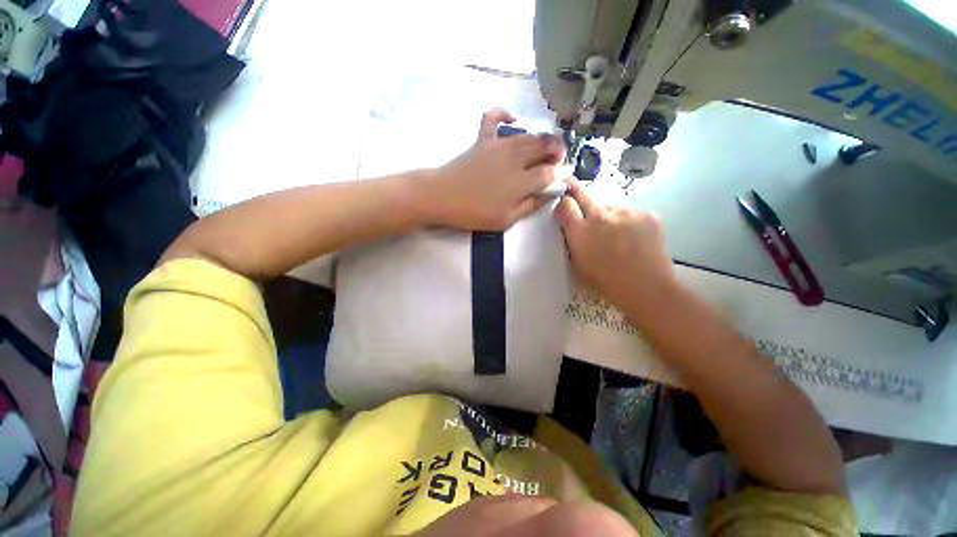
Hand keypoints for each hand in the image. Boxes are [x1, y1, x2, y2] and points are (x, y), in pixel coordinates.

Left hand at [424, 109, 564, 230]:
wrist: (443, 197)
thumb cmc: (475, 213)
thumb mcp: (506, 220)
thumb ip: (530, 206)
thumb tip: (549, 194)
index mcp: (522, 181)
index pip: (550, 172)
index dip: (561, 173)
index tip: (565, 175)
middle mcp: (516, 158)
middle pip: (544, 148)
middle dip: (557, 152)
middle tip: (558, 160)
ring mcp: (499, 145)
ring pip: (528, 135)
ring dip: (542, 138)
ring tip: (546, 146)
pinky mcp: (483, 139)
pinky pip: (494, 117)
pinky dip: (504, 113)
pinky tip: (513, 119)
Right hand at [555, 181, 675, 308]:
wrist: (647, 288)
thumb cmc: (606, 281)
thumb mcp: (577, 263)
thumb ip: (572, 240)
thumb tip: (570, 225)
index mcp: (581, 232)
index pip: (565, 204)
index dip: (563, 203)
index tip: (563, 206)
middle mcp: (601, 216)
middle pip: (584, 194)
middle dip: (576, 191)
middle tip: (572, 185)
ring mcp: (626, 212)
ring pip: (609, 206)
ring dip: (606, 214)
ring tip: (614, 232)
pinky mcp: (647, 214)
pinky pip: (629, 212)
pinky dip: (626, 221)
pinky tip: (632, 237)